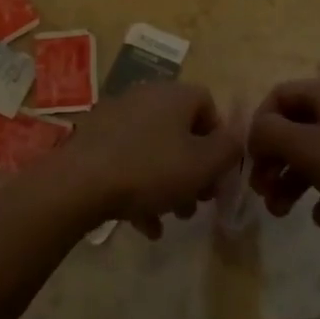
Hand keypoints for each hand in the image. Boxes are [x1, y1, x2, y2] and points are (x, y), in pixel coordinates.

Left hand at [51, 83, 242, 238]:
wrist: (80, 181)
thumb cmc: (150, 169)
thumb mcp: (202, 164)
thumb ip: (229, 149)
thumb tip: (239, 135)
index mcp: (174, 94)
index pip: (208, 105)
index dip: (219, 140)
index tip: (218, 174)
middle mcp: (147, 95)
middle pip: (180, 130)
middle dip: (193, 168)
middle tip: (197, 202)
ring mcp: (118, 115)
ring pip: (155, 149)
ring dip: (168, 183)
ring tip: (170, 218)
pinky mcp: (96, 138)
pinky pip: (129, 159)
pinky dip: (140, 187)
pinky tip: (143, 224)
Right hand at [247, 79, 319, 250]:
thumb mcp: (308, 149)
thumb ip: (271, 135)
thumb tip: (255, 132)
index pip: (278, 96)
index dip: (259, 126)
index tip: (252, 162)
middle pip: (295, 127)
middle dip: (274, 159)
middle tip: (263, 193)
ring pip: (315, 152)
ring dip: (293, 180)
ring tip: (282, 213)